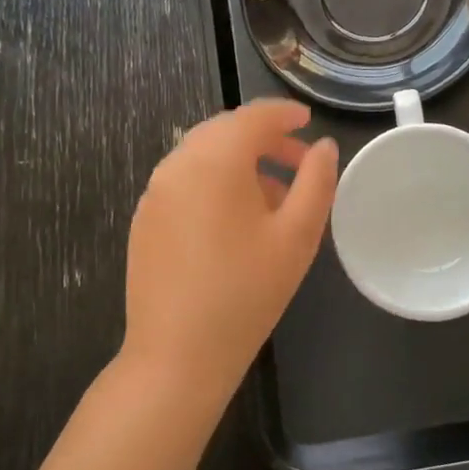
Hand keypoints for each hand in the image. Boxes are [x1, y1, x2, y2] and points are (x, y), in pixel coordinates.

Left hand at [121, 100, 337, 401]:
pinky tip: (236, 221)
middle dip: (264, 138)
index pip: (253, 116)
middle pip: (225, 131)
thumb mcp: (297, 236)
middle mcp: (178, 164)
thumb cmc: (247, 292)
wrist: (176, 356)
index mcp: (216, 160)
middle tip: (298, 161)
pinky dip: (215, 181)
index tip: (307, 120)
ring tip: (274, 196)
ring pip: (203, 155)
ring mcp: (155, 192)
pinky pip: (185, 181)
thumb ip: (316, 181)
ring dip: (240, 161)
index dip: (283, 113)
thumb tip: (323, 146)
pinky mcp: (145, 219)